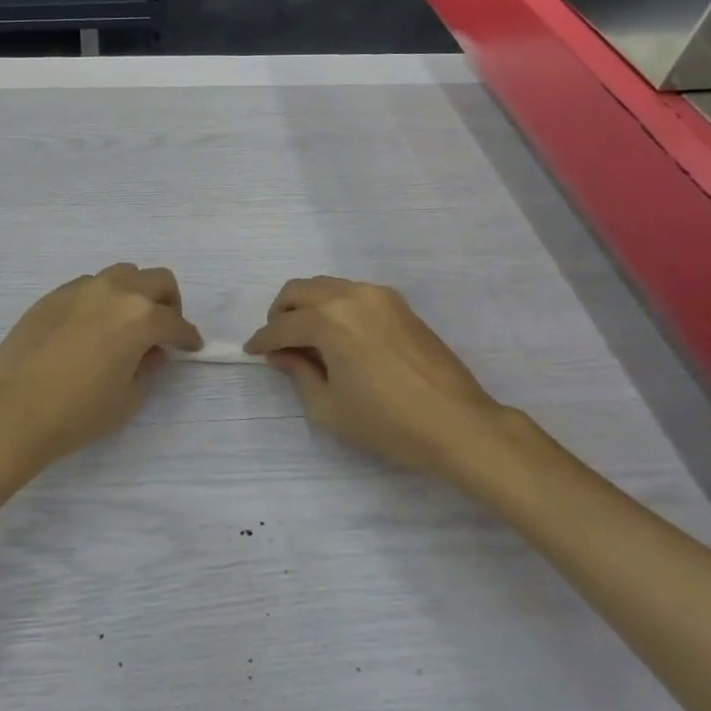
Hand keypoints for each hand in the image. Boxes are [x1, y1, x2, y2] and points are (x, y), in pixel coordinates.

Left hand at [0, 263, 202, 472]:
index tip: (190, 347)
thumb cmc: (78, 412)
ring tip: (125, 324)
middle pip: (156, 280)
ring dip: (134, 294)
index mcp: (140, 316)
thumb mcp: (128, 398)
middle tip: (162, 330)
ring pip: (122, 274)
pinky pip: (89, 286)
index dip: (188, 337)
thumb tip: (151, 351)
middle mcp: (114, 291)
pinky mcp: (53, 295)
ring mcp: (81, 288)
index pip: (176, 322)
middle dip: (168, 303)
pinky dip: (102, 299)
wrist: (12, 410)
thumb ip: (148, 367)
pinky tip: (90, 328)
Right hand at [244, 276, 516, 474]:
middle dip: (280, 313)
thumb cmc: (388, 423)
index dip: (262, 340)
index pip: (282, 326)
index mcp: (328, 321)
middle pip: (299, 290)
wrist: (458, 424)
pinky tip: (338, 334)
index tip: (252, 352)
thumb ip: (298, 374)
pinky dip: (334, 305)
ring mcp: (378, 295)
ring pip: (326, 285)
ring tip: (306, 337)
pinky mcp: (399, 303)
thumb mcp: (329, 408)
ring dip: (307, 305)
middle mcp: (350, 296)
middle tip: (277, 341)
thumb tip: (283, 355)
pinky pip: (352, 292)